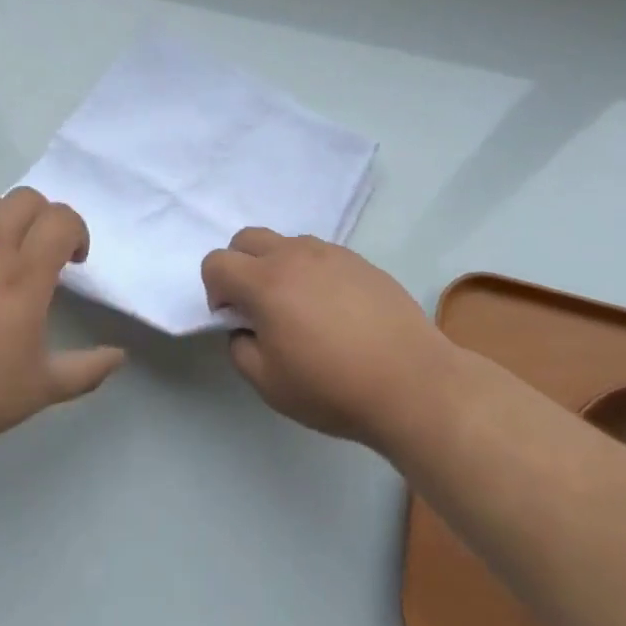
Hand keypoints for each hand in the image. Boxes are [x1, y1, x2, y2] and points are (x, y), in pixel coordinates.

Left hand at [0, 188, 125, 464]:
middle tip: (43, 252)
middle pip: (26, 199)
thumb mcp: (41, 389)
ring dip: (6, 219)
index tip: (74, 261)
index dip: (77, 231)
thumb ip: (87, 369)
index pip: (61, 219)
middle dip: (45, 217)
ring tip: (3, 253)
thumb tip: (120, 356)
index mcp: (23, 278)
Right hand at [201, 229, 453, 452]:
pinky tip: (334, 309)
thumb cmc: (332, 387)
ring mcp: (330, 253)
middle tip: (258, 307)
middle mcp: (294, 255)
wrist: (410, 381)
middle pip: (247, 238)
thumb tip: (245, 328)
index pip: (217, 262)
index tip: (234, 319)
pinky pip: (320, 254)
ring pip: (286, 243)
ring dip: (277, 266)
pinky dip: (311, 271)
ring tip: (300, 308)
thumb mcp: (269, 384)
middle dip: (239, 266)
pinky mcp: (359, 260)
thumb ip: (240, 349)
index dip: (215, 290)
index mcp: (265, 282)